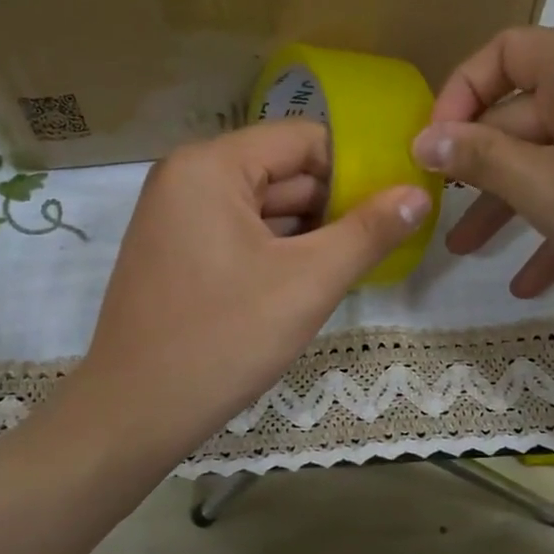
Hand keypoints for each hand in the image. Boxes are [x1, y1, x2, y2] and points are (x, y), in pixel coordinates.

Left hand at [69, 119, 430, 462]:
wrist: (134, 413)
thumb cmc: (223, 338)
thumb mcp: (308, 282)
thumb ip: (368, 233)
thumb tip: (419, 193)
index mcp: (211, 165)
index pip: (304, 140)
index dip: (356, 169)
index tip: (394, 206)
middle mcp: (186, 176)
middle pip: (282, 172)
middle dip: (334, 205)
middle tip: (383, 241)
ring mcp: (175, 216)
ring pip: (262, 207)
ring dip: (308, 233)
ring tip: (354, 264)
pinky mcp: (174, 252)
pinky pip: (238, 233)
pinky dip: (276, 251)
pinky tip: (308, 281)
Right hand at [411, 27, 553, 345]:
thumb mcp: (548, 191)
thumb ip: (481, 159)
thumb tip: (423, 138)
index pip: (502, 52)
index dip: (458, 95)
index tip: (433, 150)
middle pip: (526, 113)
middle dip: (480, 168)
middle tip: (439, 213)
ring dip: (513, 204)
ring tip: (467, 253)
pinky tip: (532, 281)